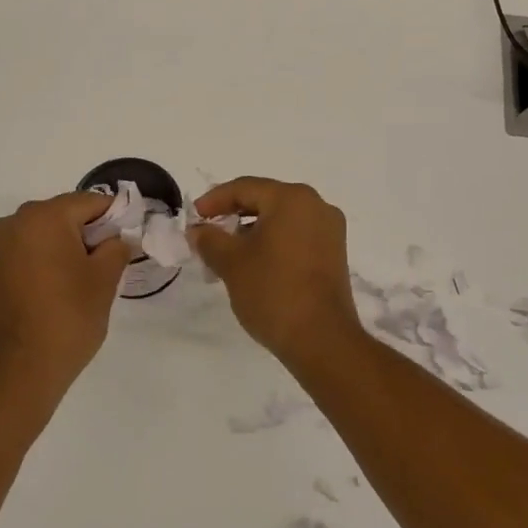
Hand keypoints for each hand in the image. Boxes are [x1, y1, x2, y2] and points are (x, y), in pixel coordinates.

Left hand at [0, 191, 130, 410]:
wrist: (18, 372)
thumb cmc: (67, 319)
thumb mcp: (104, 280)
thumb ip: (117, 247)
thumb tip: (118, 238)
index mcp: (43, 216)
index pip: (90, 202)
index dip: (115, 217)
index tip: (131, 239)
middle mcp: (15, 221)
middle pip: (65, 213)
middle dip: (90, 231)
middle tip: (111, 262)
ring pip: (46, 231)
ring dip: (69, 245)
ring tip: (87, 278)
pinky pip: (29, 248)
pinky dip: (49, 257)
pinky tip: (63, 284)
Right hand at [188, 177, 365, 366]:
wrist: (322, 340)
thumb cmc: (273, 291)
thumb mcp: (231, 263)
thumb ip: (209, 239)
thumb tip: (198, 230)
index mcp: (292, 198)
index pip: (245, 188)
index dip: (214, 200)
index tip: (194, 217)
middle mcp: (316, 206)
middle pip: (265, 200)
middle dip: (233, 216)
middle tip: (207, 233)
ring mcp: (329, 231)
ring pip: (281, 220)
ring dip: (251, 232)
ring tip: (226, 254)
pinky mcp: (334, 254)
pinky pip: (296, 236)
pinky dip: (272, 243)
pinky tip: (253, 264)